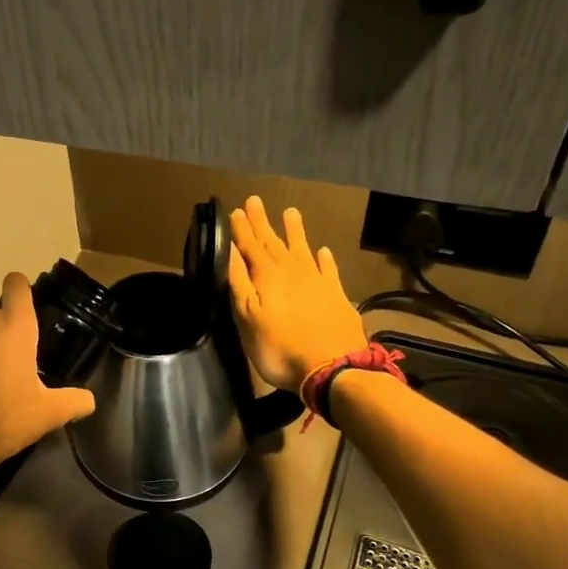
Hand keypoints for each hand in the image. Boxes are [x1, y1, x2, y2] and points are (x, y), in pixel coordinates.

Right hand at [228, 196, 366, 392]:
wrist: (333, 368)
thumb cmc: (279, 348)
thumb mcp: (247, 317)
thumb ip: (239, 282)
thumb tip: (230, 250)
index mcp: (267, 276)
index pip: (250, 246)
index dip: (242, 229)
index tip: (236, 210)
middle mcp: (292, 271)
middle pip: (273, 242)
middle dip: (262, 222)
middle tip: (255, 200)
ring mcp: (317, 282)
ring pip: (302, 249)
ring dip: (294, 231)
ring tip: (290, 212)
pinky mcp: (337, 295)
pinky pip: (329, 269)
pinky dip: (325, 259)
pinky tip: (323, 250)